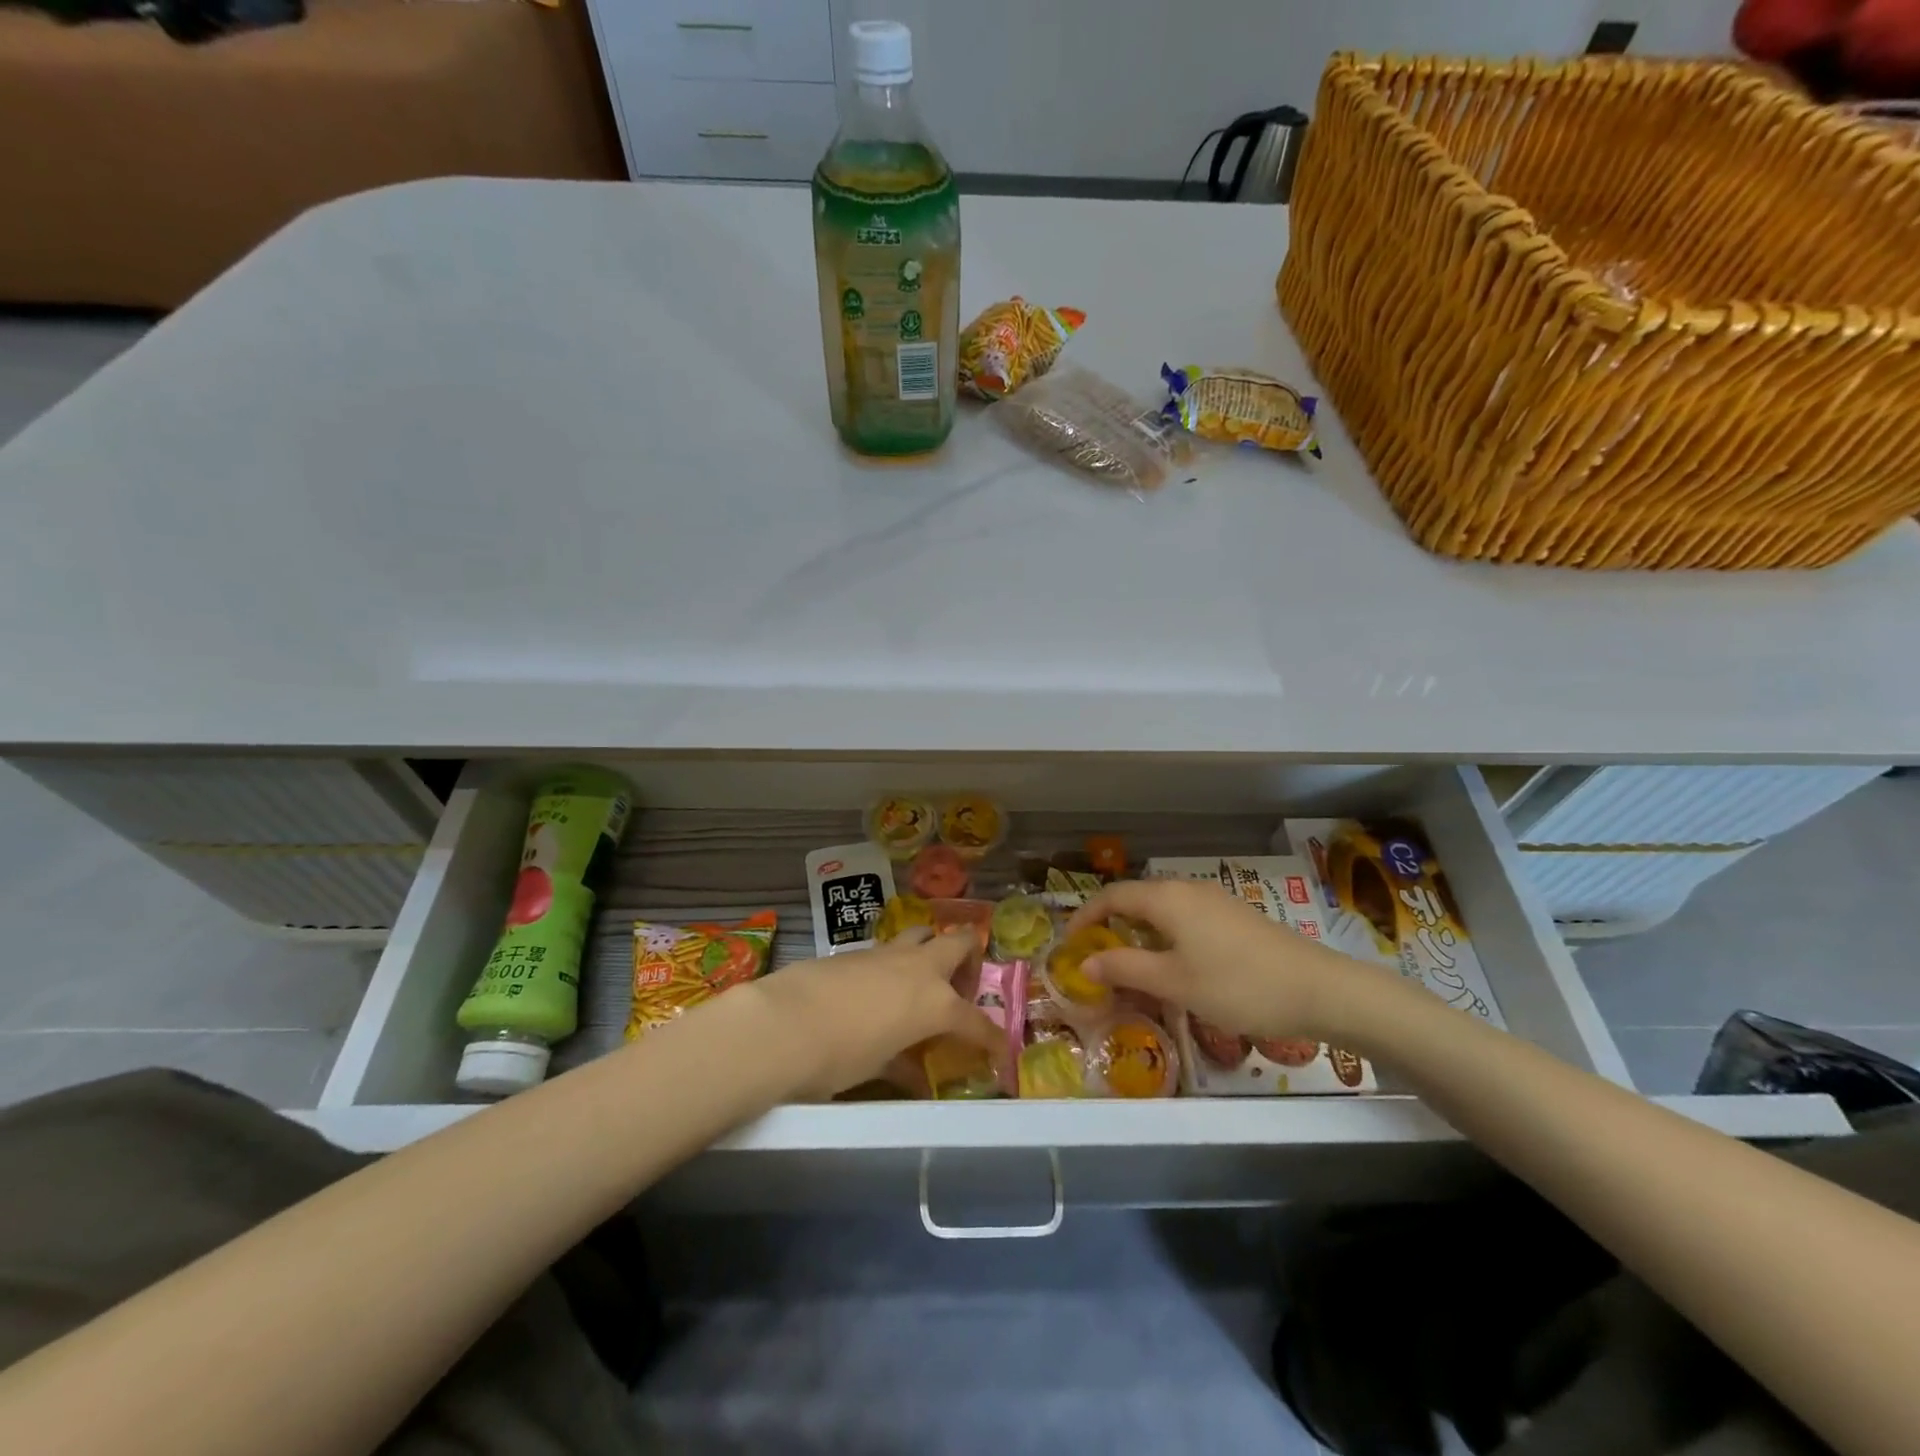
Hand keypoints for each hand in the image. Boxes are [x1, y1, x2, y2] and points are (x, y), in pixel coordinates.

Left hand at [750, 929, 1004, 1098]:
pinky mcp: (857, 950)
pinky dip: (895, 964)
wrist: (784, 1023)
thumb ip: (904, 1066)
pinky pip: (889, 949)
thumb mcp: (879, 1067)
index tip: (1001, 1052)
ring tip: (921, 980)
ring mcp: (887, 953)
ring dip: (931, 950)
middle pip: (960, 942)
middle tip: (960, 988)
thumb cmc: (840, 1057)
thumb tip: (917, 1080)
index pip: (976, 1023)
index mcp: (936, 1003)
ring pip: (923, 934)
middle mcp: (919, 969)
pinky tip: (878, 990)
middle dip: (969, 959)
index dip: (992, 1039)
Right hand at [1066, 879, 1383, 1041]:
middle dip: (1110, 925)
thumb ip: (1125, 968)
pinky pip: (1185, 919)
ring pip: (1162, 910)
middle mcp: (1188, 890)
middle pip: (1136, 899)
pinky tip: (1175, 966)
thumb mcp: (1174, 982)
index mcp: (1167, 898)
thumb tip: (1084, 962)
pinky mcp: (1235, 917)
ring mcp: (1215, 901)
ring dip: (1139, 933)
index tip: (1069, 945)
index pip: (1111, 896)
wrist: (1320, 989)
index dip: (1085, 917)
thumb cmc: (1238, 985)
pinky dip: (1166, 936)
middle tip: (1097, 960)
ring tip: (1131, 967)